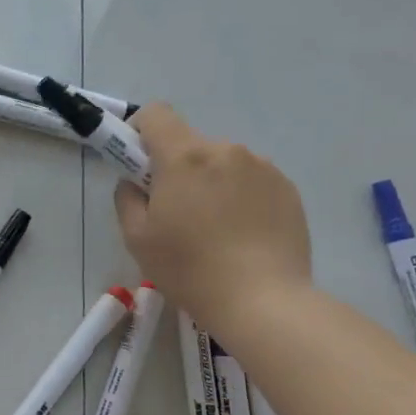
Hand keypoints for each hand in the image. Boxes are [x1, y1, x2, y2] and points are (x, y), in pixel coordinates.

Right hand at [113, 104, 312, 337]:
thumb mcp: (137, 238)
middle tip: (176, 211)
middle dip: (177, 167)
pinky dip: (240, 197)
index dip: (141, 131)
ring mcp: (262, 167)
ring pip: (223, 163)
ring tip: (215, 228)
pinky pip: (252, 180)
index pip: (157, 114)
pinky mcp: (288, 189)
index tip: (139, 163)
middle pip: (190, 144)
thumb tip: (135, 183)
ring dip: (211, 182)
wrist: (263, 301)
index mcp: (184, 157)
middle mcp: (225, 150)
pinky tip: (242, 234)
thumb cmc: (189, 268)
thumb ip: (127, 198)